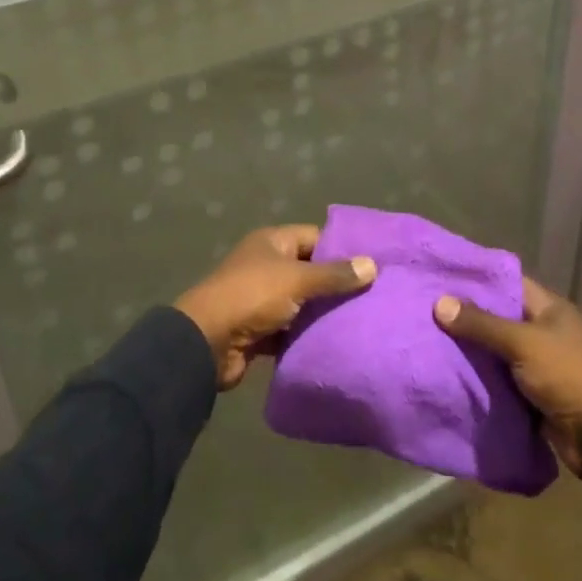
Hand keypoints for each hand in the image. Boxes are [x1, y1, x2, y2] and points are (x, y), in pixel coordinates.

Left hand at [174, 224, 375, 389]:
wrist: (206, 343)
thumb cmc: (252, 297)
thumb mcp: (297, 280)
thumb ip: (334, 275)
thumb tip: (372, 265)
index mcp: (272, 243)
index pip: (315, 237)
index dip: (341, 248)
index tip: (373, 263)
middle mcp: (267, 265)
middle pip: (310, 270)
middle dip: (337, 283)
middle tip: (374, 295)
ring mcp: (262, 299)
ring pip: (302, 302)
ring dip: (324, 312)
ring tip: (363, 319)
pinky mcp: (261, 330)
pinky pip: (292, 329)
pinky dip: (309, 335)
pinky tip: (337, 342)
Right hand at [434, 276, 581, 478]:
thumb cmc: (570, 376)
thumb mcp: (523, 343)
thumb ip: (482, 324)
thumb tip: (439, 303)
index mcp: (550, 309)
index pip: (509, 284)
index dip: (478, 280)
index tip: (442, 278)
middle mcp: (545, 332)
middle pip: (501, 319)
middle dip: (469, 318)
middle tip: (428, 311)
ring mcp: (542, 365)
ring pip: (499, 352)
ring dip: (473, 352)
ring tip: (430, 340)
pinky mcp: (536, 396)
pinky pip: (503, 382)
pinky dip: (483, 381)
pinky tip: (451, 375)